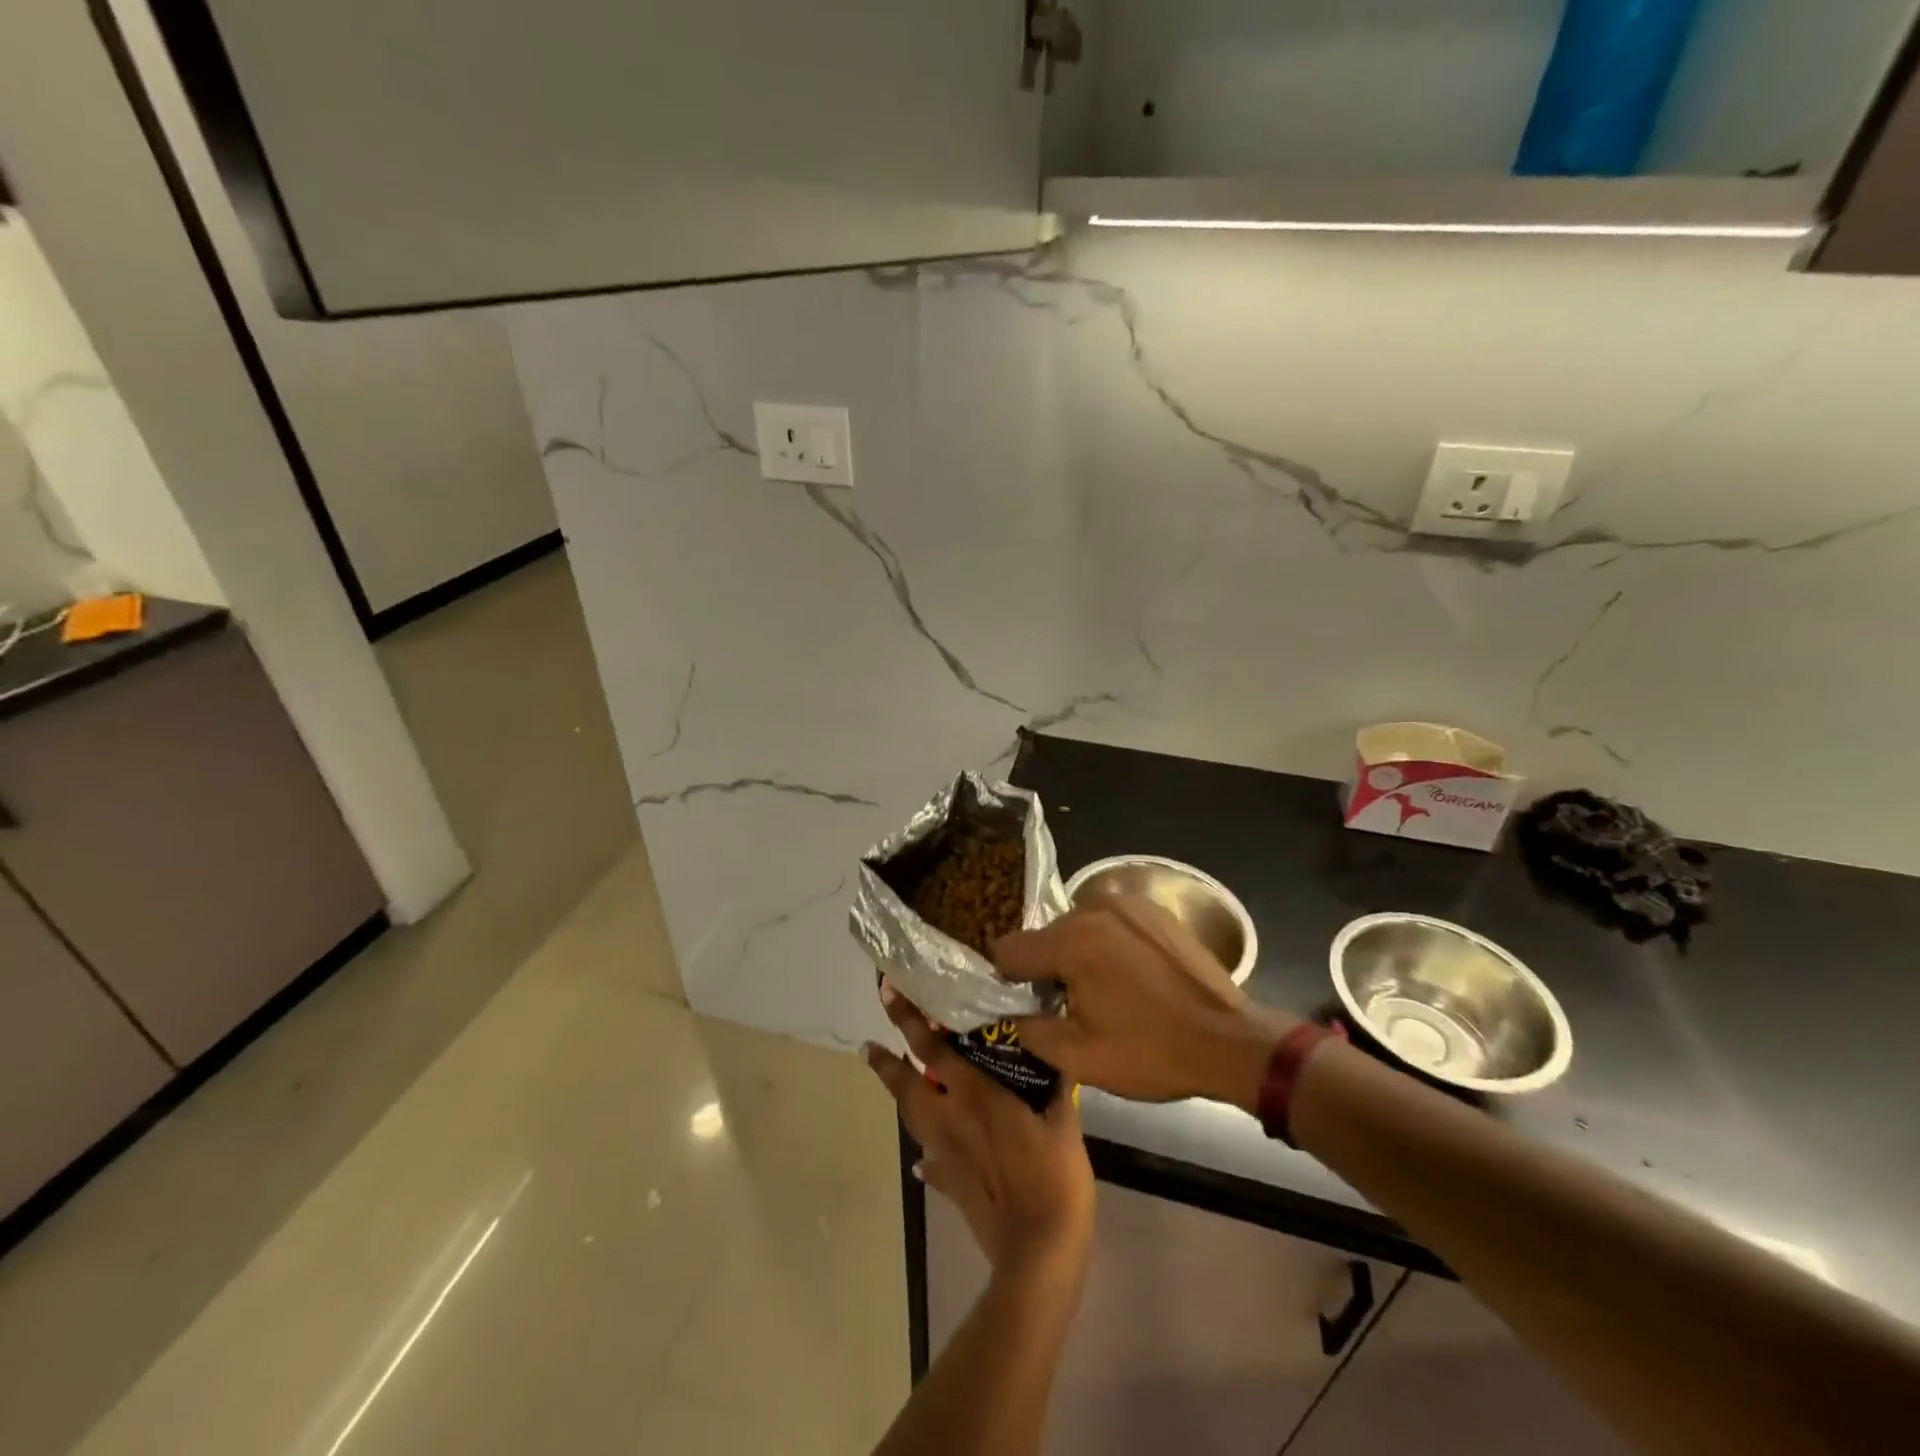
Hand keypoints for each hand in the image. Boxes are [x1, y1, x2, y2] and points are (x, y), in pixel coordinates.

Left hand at [865, 981, 1094, 1275]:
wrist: (1039, 1251)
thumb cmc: (1054, 1177)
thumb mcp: (1064, 1121)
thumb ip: (1055, 1084)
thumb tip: (1056, 1052)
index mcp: (974, 1095)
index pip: (932, 1049)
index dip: (907, 1020)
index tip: (888, 994)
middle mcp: (950, 1118)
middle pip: (907, 1085)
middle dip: (885, 1062)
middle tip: (867, 1044)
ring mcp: (944, 1153)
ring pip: (911, 1118)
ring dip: (898, 1096)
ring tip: (890, 1081)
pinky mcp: (948, 1184)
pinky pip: (929, 1161)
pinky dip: (924, 1153)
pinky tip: (923, 1157)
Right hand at [996, 898, 1301, 1111]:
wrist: (1232, 1041)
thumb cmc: (1152, 1052)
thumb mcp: (1080, 1058)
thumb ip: (1029, 1030)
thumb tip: (1009, 1014)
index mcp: (1070, 941)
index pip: (1008, 949)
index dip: (1009, 980)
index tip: (1027, 1004)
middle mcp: (1093, 908)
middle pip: (1045, 936)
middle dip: (1048, 967)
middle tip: (1071, 1006)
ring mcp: (1128, 903)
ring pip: (1078, 926)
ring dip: (1079, 953)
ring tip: (1106, 991)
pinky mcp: (1154, 909)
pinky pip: (1111, 922)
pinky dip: (1109, 943)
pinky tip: (1132, 976)